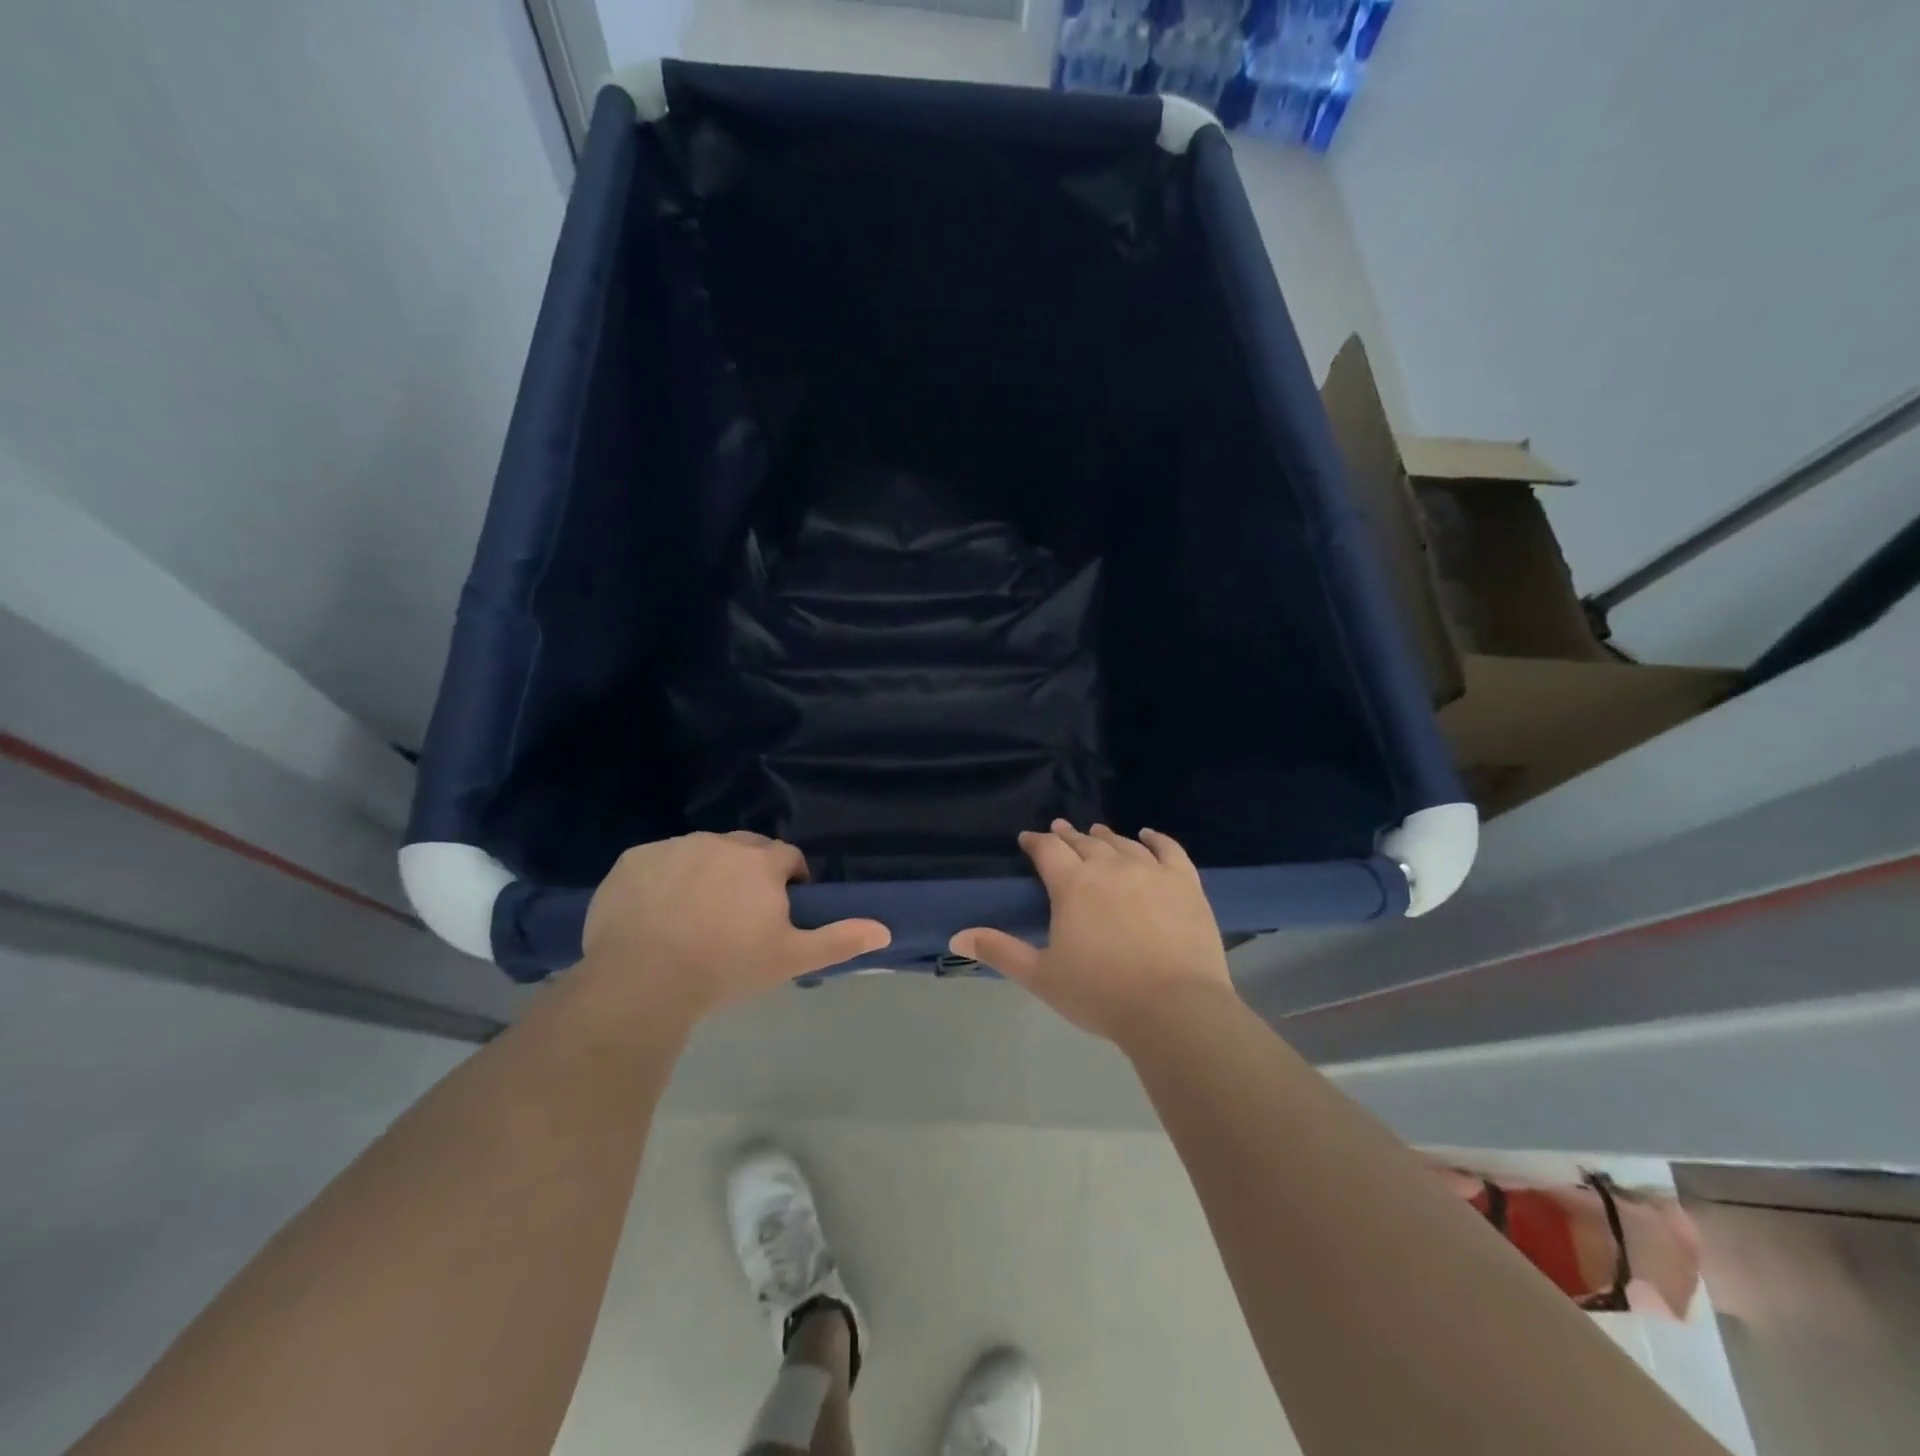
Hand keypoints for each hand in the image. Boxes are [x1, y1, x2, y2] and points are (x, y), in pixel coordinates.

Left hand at [579, 831, 890, 1029]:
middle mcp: (719, 842)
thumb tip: (886, 929)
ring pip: (700, 852)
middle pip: (744, 849)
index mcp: (760, 862)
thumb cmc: (725, 967)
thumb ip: (839, 939)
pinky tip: (655, 914)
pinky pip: (658, 862)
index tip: (778, 911)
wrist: (642, 981)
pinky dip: (663, 879)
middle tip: (737, 916)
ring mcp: (673, 847)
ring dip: (706, 873)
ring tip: (694, 917)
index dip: (788, 881)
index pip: (787, 857)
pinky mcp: (633, 860)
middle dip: (748, 873)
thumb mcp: (790, 958)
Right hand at [951, 821, 1231, 1045]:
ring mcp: (1151, 872)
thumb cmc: (1100, 994)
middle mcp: (1110, 867)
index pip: (1048, 850)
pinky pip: (1169, 850)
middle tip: (1059, 831)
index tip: (1027, 839)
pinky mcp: (1185, 884)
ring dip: (1105, 836)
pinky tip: (1148, 835)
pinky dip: (1156, 840)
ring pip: (1122, 844)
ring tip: (1096, 832)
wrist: (1175, 1010)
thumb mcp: (1041, 976)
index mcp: (1073, 885)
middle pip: (1084, 843)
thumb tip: (956, 936)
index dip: (1035, 842)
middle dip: (1068, 836)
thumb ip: (999, 950)